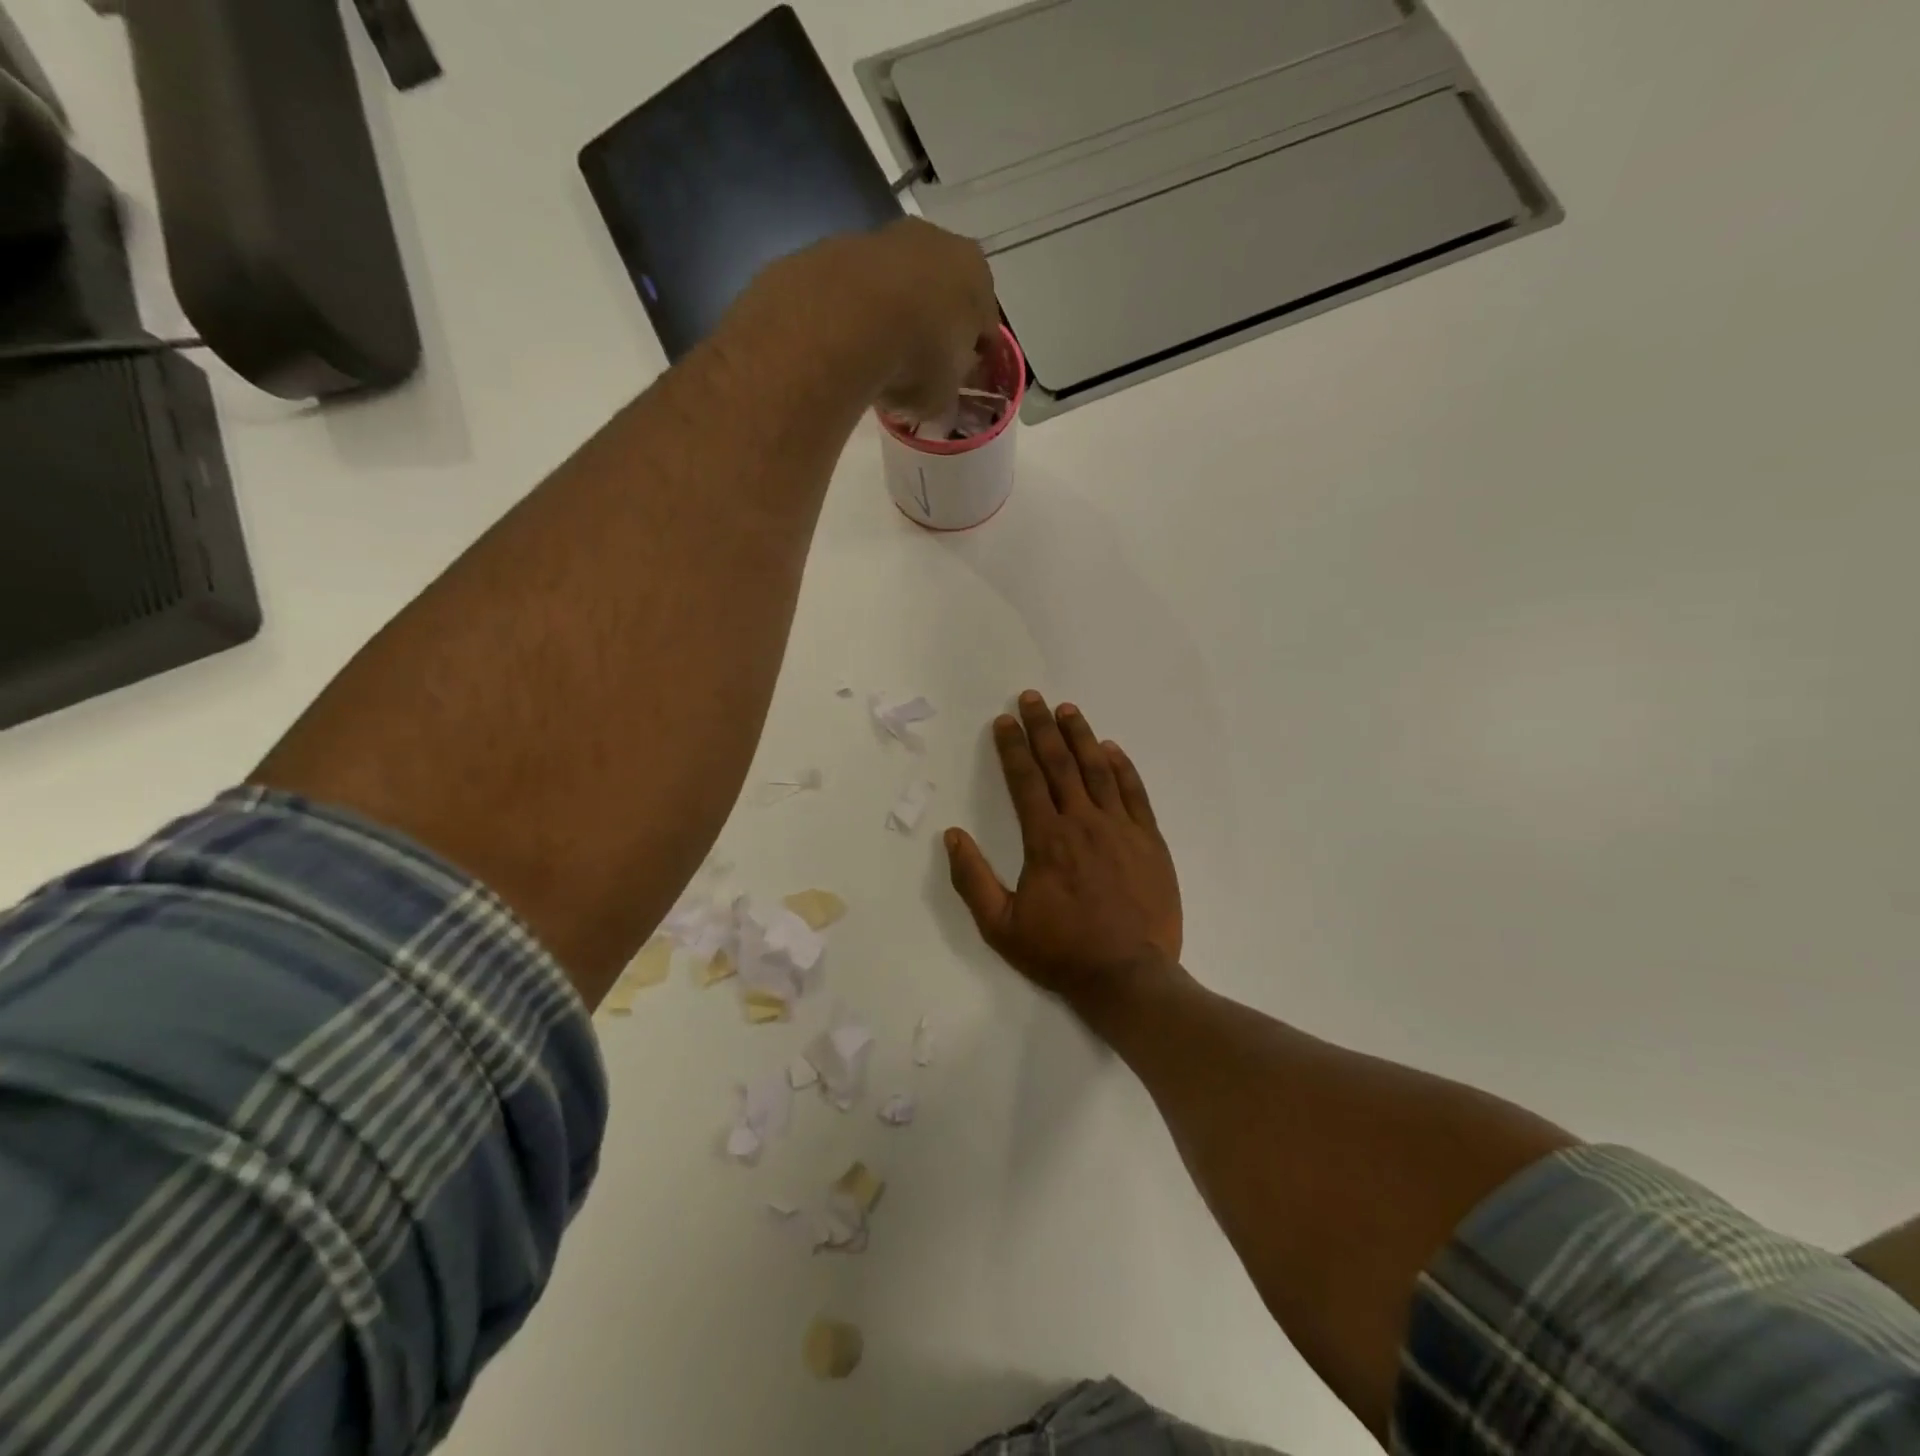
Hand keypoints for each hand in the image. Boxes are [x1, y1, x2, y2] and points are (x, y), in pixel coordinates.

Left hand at [860, 218, 999, 419]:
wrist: (845, 320)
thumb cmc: (916, 359)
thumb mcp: (943, 397)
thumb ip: (948, 394)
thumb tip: (942, 397)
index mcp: (978, 277)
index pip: (985, 326)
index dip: (975, 358)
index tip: (962, 382)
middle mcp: (940, 244)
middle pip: (944, 296)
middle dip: (936, 329)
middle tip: (923, 369)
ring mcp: (889, 238)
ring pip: (902, 287)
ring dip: (897, 317)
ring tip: (882, 359)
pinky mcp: (844, 245)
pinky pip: (864, 290)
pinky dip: (863, 312)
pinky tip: (853, 343)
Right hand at [945, 692, 1181, 1014]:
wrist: (1129, 977)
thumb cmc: (1061, 952)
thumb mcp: (1001, 927)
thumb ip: (973, 879)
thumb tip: (952, 836)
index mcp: (1046, 840)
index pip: (1025, 780)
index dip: (1012, 747)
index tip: (1004, 720)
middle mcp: (1083, 823)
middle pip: (1060, 764)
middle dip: (1043, 728)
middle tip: (1032, 698)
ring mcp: (1121, 829)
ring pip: (1098, 770)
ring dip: (1081, 736)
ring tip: (1068, 709)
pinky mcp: (1150, 841)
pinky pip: (1135, 794)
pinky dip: (1122, 767)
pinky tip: (1111, 749)